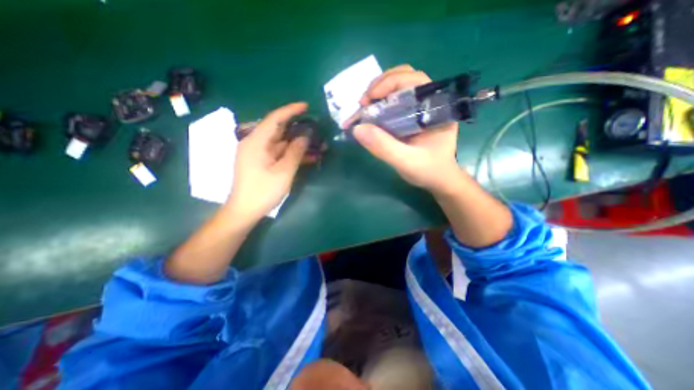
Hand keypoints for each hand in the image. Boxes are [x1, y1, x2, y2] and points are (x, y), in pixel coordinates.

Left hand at [227, 103, 306, 221]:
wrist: (245, 211)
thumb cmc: (263, 191)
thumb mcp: (283, 172)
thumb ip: (295, 152)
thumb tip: (305, 136)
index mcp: (256, 142)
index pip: (274, 119)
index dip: (290, 110)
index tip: (306, 106)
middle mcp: (256, 143)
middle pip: (279, 130)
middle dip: (298, 129)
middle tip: (315, 128)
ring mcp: (259, 154)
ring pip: (282, 143)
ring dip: (298, 144)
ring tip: (317, 144)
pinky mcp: (263, 162)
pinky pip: (280, 154)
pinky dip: (293, 154)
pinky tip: (309, 157)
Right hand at [353, 65, 458, 195]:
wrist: (437, 179)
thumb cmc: (428, 171)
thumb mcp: (406, 162)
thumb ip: (384, 147)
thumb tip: (357, 129)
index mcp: (436, 107)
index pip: (414, 80)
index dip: (388, 83)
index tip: (368, 100)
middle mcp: (429, 101)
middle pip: (403, 78)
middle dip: (379, 86)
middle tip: (363, 104)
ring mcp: (419, 107)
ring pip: (397, 87)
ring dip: (377, 93)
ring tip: (364, 108)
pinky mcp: (410, 115)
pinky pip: (393, 101)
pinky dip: (379, 104)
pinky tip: (370, 114)